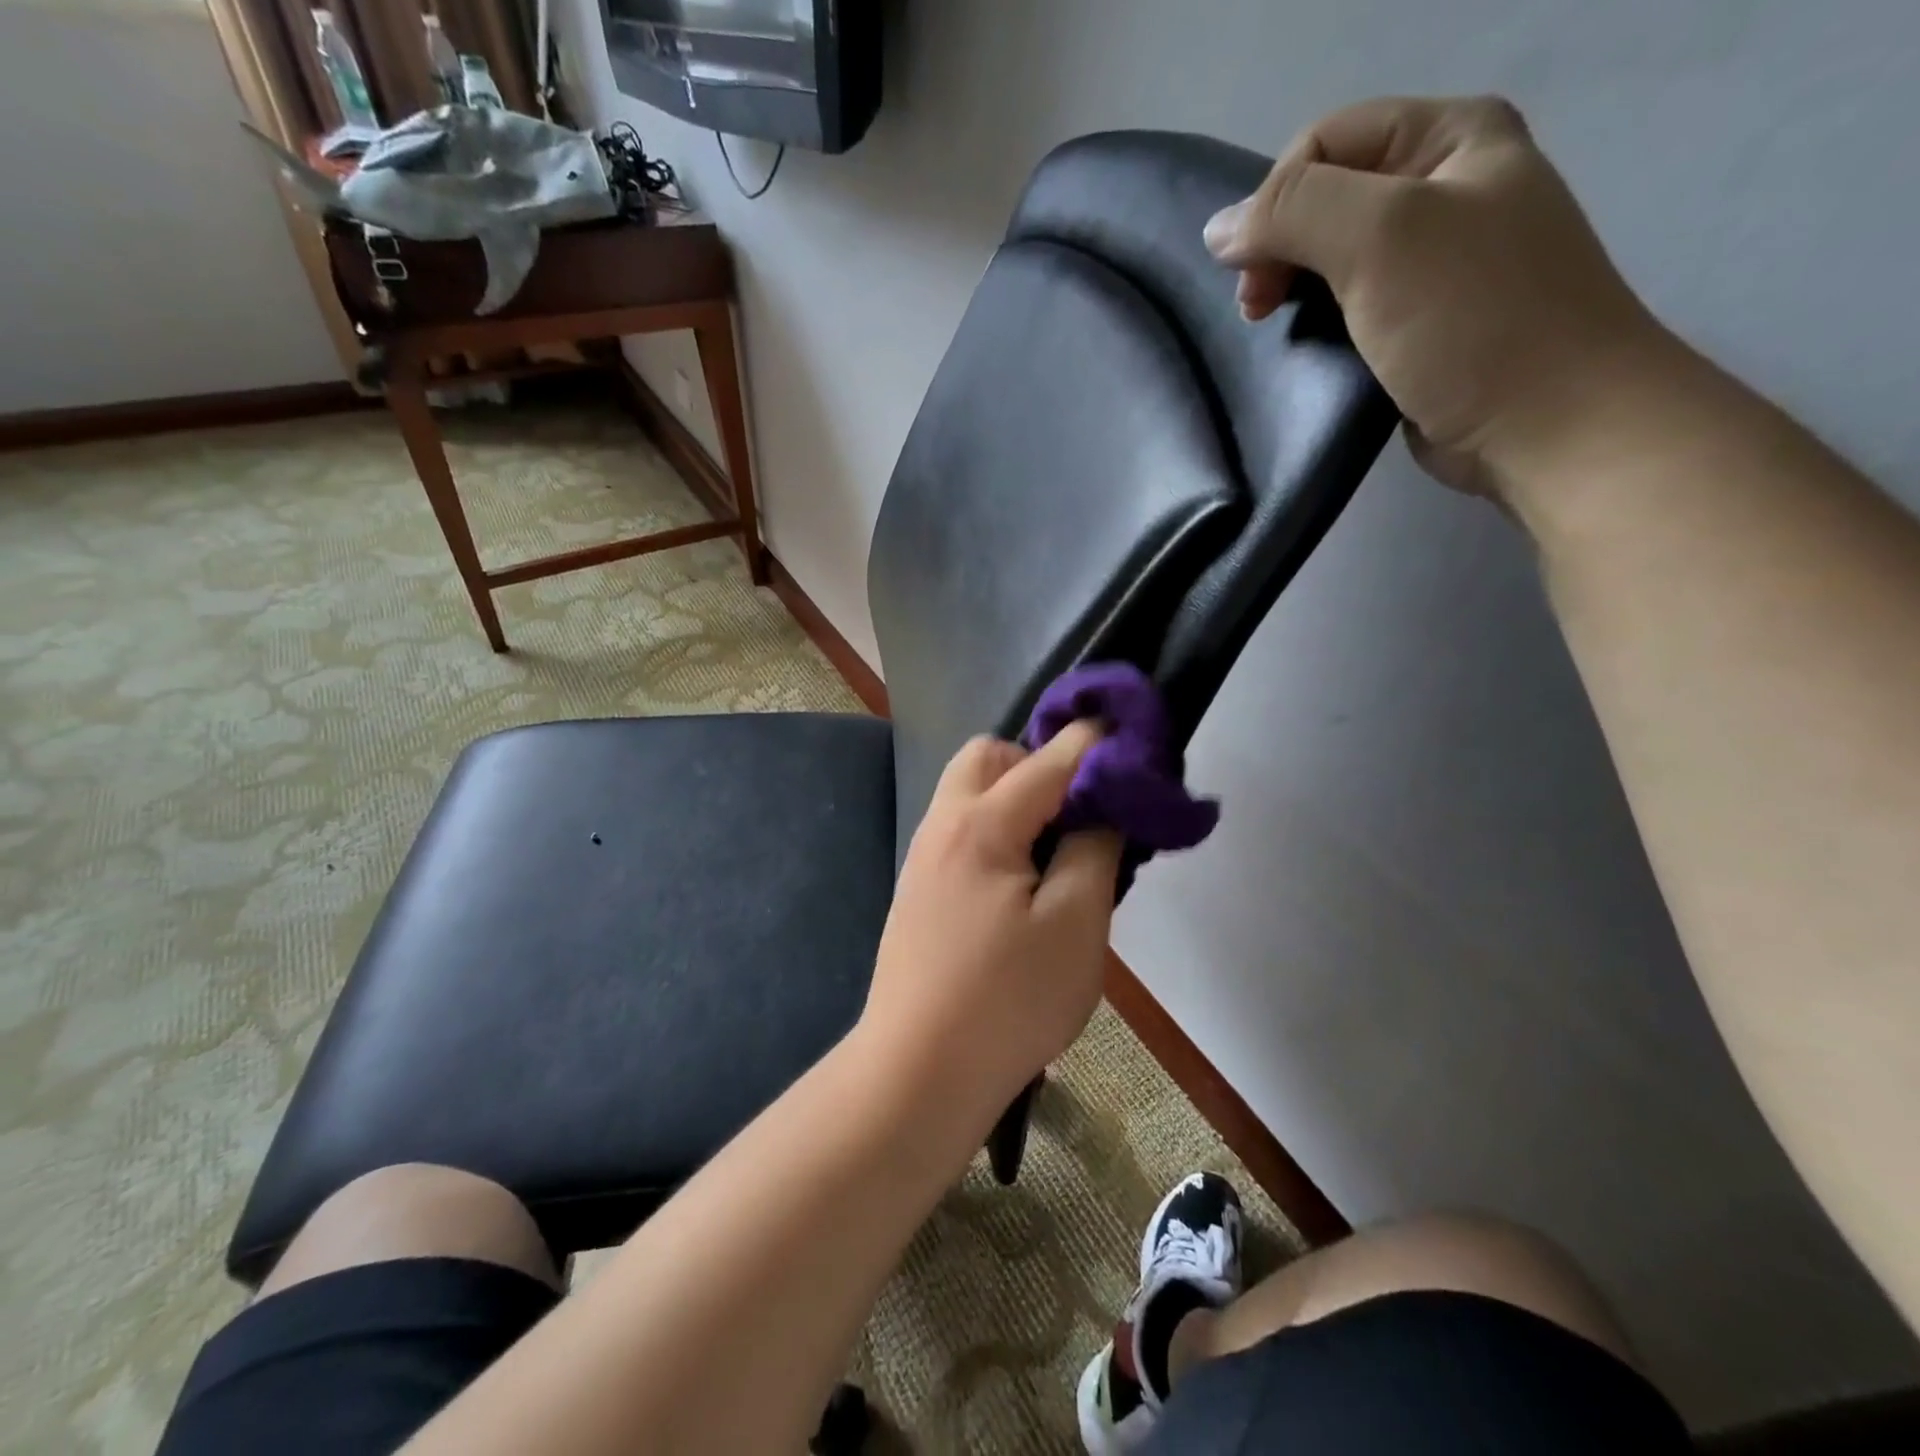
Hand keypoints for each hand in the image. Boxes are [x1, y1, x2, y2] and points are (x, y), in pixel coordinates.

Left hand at [855, 725, 1123, 1128]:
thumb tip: (1103, 803)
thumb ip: (1094, 848)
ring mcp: (924, 857)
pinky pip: (962, 830)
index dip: (1097, 742)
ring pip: (970, 793)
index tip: (1135, 742)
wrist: (916, 1073)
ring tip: (1057, 850)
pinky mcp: (919, 890)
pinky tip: (1022, 883)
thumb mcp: (1076, 924)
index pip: (1049, 758)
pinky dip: (997, 830)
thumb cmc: (1007, 1000)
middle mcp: (943, 825)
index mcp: (982, 823)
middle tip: (1079, 812)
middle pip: (989, 756)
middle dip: (1039, 764)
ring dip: (1016, 799)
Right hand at [1203, 95, 1675, 495]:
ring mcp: (1433, 260)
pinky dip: (1315, 325)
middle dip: (1277, 250)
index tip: (1253, 279)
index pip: (1324, 143)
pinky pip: (1347, 307)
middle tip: (1258, 312)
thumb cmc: (1471, 320)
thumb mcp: (1382, 238)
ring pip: (1330, 257)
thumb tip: (1217, 230)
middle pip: (1324, 198)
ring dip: (1291, 290)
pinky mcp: (1418, 324)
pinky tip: (1308, 349)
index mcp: (1450, 136)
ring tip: (1276, 331)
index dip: (1274, 203)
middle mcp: (1444, 187)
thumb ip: (1292, 215)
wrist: (1546, 423)